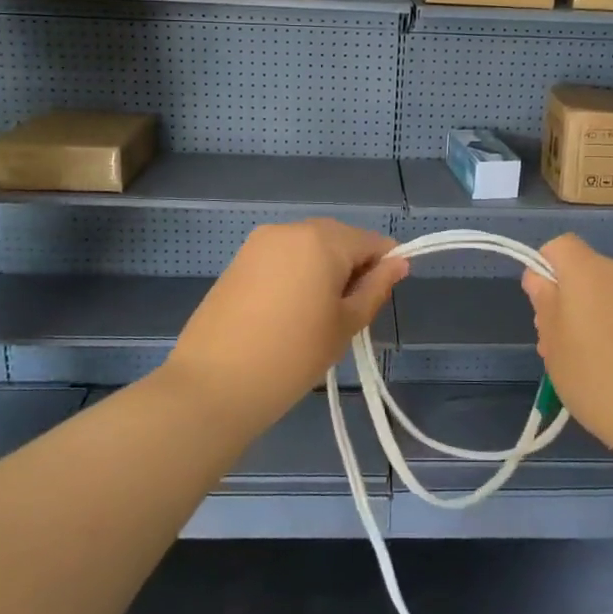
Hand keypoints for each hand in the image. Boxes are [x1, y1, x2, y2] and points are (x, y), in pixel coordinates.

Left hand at [162, 220, 408, 427]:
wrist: (214, 384)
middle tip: (347, 314)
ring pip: (307, 247)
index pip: (370, 241)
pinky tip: (287, 313)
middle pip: (337, 239)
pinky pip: (281, 258)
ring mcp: (259, 243)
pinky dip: (294, 276)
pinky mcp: (238, 261)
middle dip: (351, 267)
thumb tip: (398, 263)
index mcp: (323, 239)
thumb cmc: (293, 355)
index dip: (383, 267)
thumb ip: (375, 288)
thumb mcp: (346, 325)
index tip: (379, 300)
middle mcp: (290, 229)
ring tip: (315, 317)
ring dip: (321, 271)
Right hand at [522, 234, 612, 453]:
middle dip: (568, 299)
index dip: (545, 269)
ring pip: (609, 294)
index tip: (543, 307)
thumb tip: (540, 277)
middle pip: (585, 271)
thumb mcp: (554, 344)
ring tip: (588, 364)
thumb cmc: (598, 379)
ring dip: (593, 316)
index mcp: (590, 272)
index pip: (561, 246)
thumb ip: (544, 303)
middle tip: (558, 346)